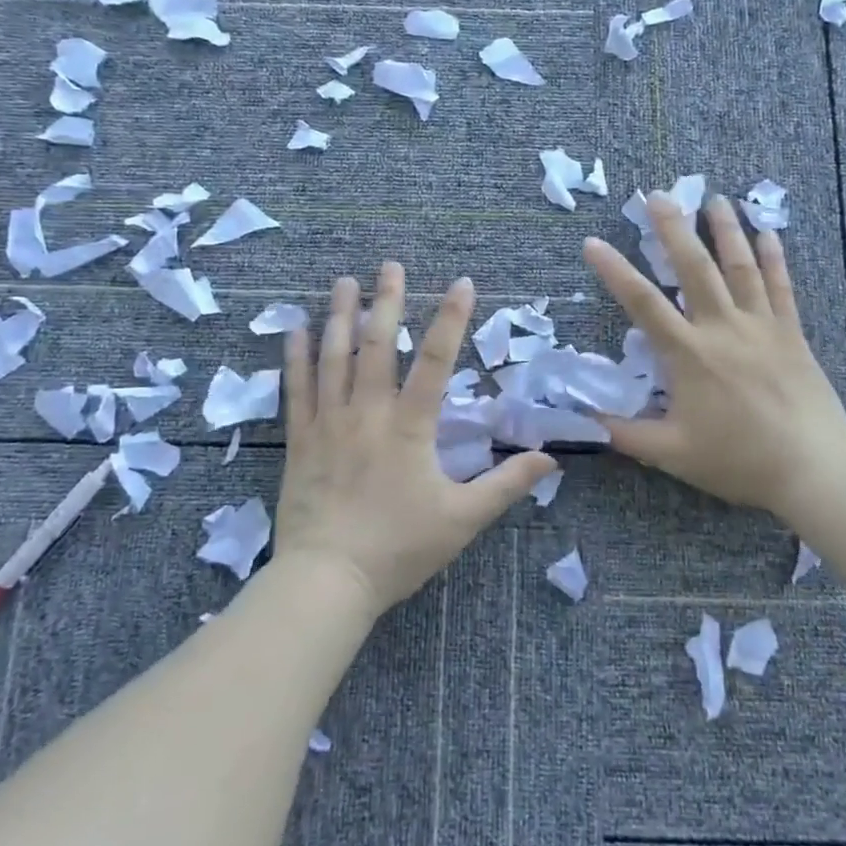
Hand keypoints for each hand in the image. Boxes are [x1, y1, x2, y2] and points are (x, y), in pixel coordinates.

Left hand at [272, 264, 555, 616]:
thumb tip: (550, 459)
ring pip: (333, 357)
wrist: (327, 580)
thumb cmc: (398, 549)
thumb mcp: (463, 520)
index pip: (435, 361)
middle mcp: (367, 413)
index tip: (461, 282)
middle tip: (390, 265)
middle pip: (377, 345)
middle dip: (386, 301)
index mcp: (410, 427)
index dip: (451, 318)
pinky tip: (294, 329)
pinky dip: (295, 357)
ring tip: (344, 281)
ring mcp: (328, 423)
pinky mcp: (300, 440)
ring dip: (340, 316)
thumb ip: (506, 485)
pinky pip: (296, 389)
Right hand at [582, 194, 845, 522]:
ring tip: (714, 197)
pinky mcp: (791, 334)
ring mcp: (761, 327)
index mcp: (688, 355)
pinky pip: (781, 287)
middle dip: (673, 228)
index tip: (593, 243)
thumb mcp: (670, 453)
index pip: (642, 303)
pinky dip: (774, 257)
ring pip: (740, 266)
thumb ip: (622, 433)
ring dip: (725, 229)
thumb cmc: (738, 460)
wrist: (813, 469)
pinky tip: (768, 232)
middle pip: (694, 267)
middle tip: (657, 195)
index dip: (614, 271)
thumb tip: (580, 420)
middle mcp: (722, 328)